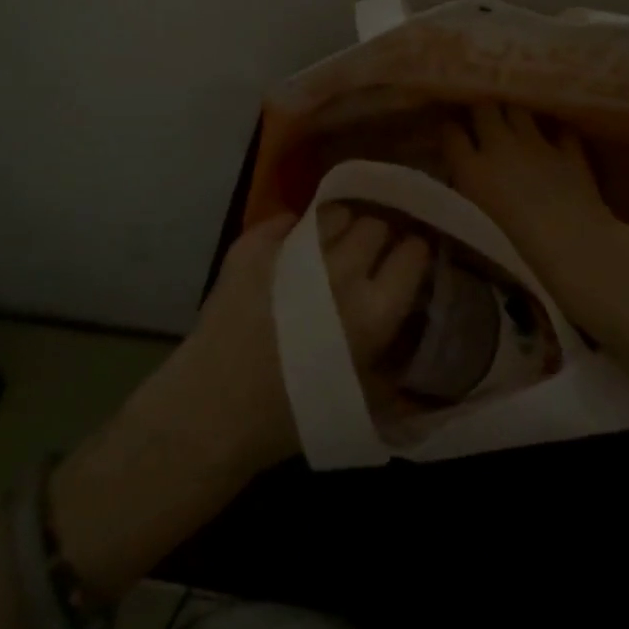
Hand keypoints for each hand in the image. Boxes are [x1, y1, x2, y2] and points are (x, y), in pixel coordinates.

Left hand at [166, 206, 432, 471]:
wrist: (215, 411)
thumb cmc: (294, 415)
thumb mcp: (364, 396)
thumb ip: (395, 354)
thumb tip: (410, 317)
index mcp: (374, 312)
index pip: (413, 253)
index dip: (413, 251)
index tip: (408, 257)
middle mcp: (340, 273)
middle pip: (375, 224)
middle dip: (377, 235)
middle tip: (369, 252)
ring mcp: (294, 253)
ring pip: (334, 213)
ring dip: (339, 226)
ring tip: (331, 243)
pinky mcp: (254, 246)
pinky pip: (286, 219)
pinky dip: (293, 229)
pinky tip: (291, 245)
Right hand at [444, 103, 628, 335]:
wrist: (568, 243)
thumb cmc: (513, 247)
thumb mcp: (473, 224)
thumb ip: (464, 196)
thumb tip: (461, 185)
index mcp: (472, 168)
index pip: (451, 133)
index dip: (449, 129)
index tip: (449, 131)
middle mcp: (500, 146)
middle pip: (484, 108)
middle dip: (481, 107)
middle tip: (480, 116)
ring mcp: (537, 144)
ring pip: (519, 109)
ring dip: (514, 111)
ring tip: (513, 118)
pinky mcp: (569, 151)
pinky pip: (560, 130)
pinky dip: (556, 131)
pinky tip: (555, 137)